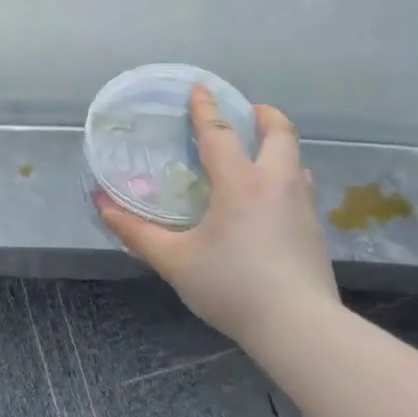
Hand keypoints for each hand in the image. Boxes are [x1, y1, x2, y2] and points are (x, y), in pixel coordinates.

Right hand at [94, 86, 338, 344]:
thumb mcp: (175, 261)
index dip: (206, 109)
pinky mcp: (315, 231)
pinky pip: (301, 189)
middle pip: (279, 133)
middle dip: (264, 115)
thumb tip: (102, 207)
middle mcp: (276, 184)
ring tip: (260, 154)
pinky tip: (273, 202)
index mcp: (239, 183)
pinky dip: (287, 178)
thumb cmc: (231, 286)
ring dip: (279, 147)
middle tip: (249, 111)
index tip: (199, 88)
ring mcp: (302, 207)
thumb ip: (137, 233)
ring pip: (296, 161)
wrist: (299, 328)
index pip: (219, 133)